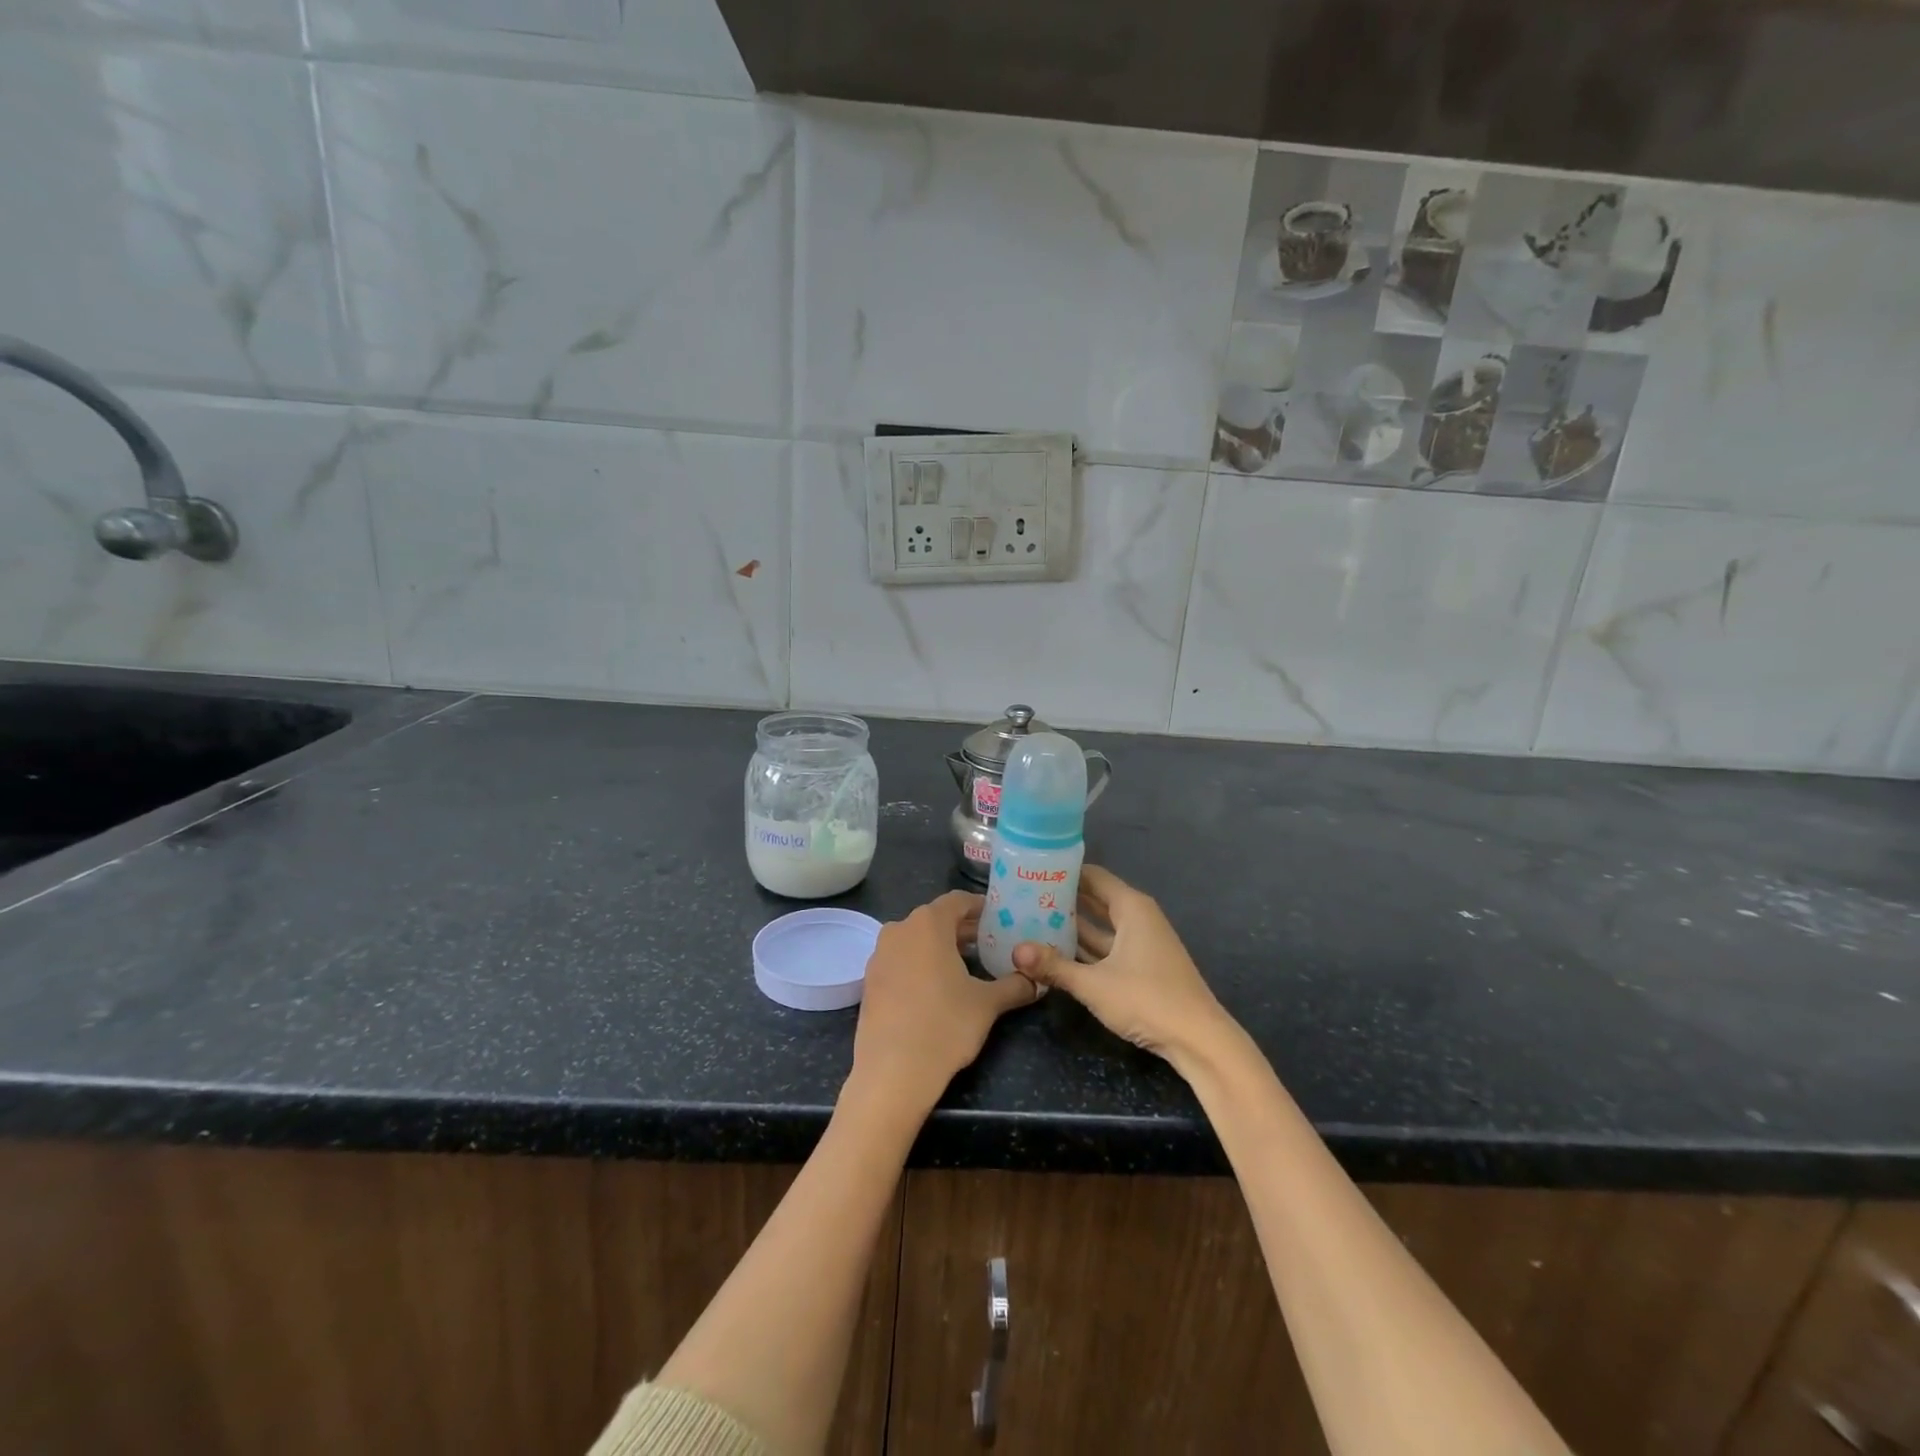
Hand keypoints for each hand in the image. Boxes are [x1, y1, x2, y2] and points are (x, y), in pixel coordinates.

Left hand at [849, 890, 1036, 1114]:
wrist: (892, 1072)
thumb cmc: (945, 1026)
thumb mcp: (988, 1004)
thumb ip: (1015, 985)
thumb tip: (1037, 981)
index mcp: (928, 924)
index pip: (958, 901)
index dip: (981, 907)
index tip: (1000, 919)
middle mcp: (899, 930)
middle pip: (936, 919)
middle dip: (964, 929)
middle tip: (991, 944)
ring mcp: (880, 955)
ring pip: (916, 939)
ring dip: (941, 947)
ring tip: (968, 966)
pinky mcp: (870, 980)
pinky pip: (901, 960)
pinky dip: (921, 964)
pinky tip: (938, 988)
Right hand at [1012, 865, 1235, 1070]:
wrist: (1199, 1040)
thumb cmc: (1147, 1000)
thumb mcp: (1094, 984)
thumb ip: (1054, 966)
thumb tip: (1014, 950)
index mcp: (1131, 908)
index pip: (1093, 876)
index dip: (1064, 872)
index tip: (1032, 870)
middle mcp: (1137, 918)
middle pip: (1095, 899)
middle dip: (1063, 898)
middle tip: (1024, 895)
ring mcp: (1141, 943)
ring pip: (1100, 925)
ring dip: (1072, 924)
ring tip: (1032, 919)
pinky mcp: (1141, 966)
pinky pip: (1107, 946)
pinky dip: (1085, 946)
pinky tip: (1058, 951)